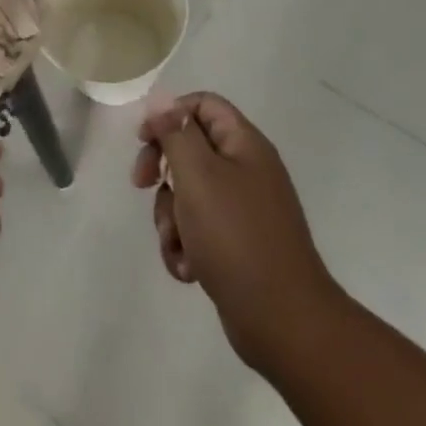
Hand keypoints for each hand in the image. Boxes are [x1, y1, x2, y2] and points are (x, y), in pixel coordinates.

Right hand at [134, 93, 333, 369]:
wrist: (284, 323)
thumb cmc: (236, 237)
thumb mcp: (198, 176)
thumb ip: (176, 134)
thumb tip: (161, 101)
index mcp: (244, 145)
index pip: (203, 105)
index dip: (169, 114)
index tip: (143, 140)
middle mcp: (247, 171)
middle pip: (191, 149)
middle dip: (162, 169)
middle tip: (141, 185)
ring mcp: (244, 211)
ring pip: (189, 194)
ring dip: (170, 217)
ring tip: (176, 242)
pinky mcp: (237, 247)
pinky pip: (199, 231)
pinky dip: (186, 247)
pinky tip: (189, 270)